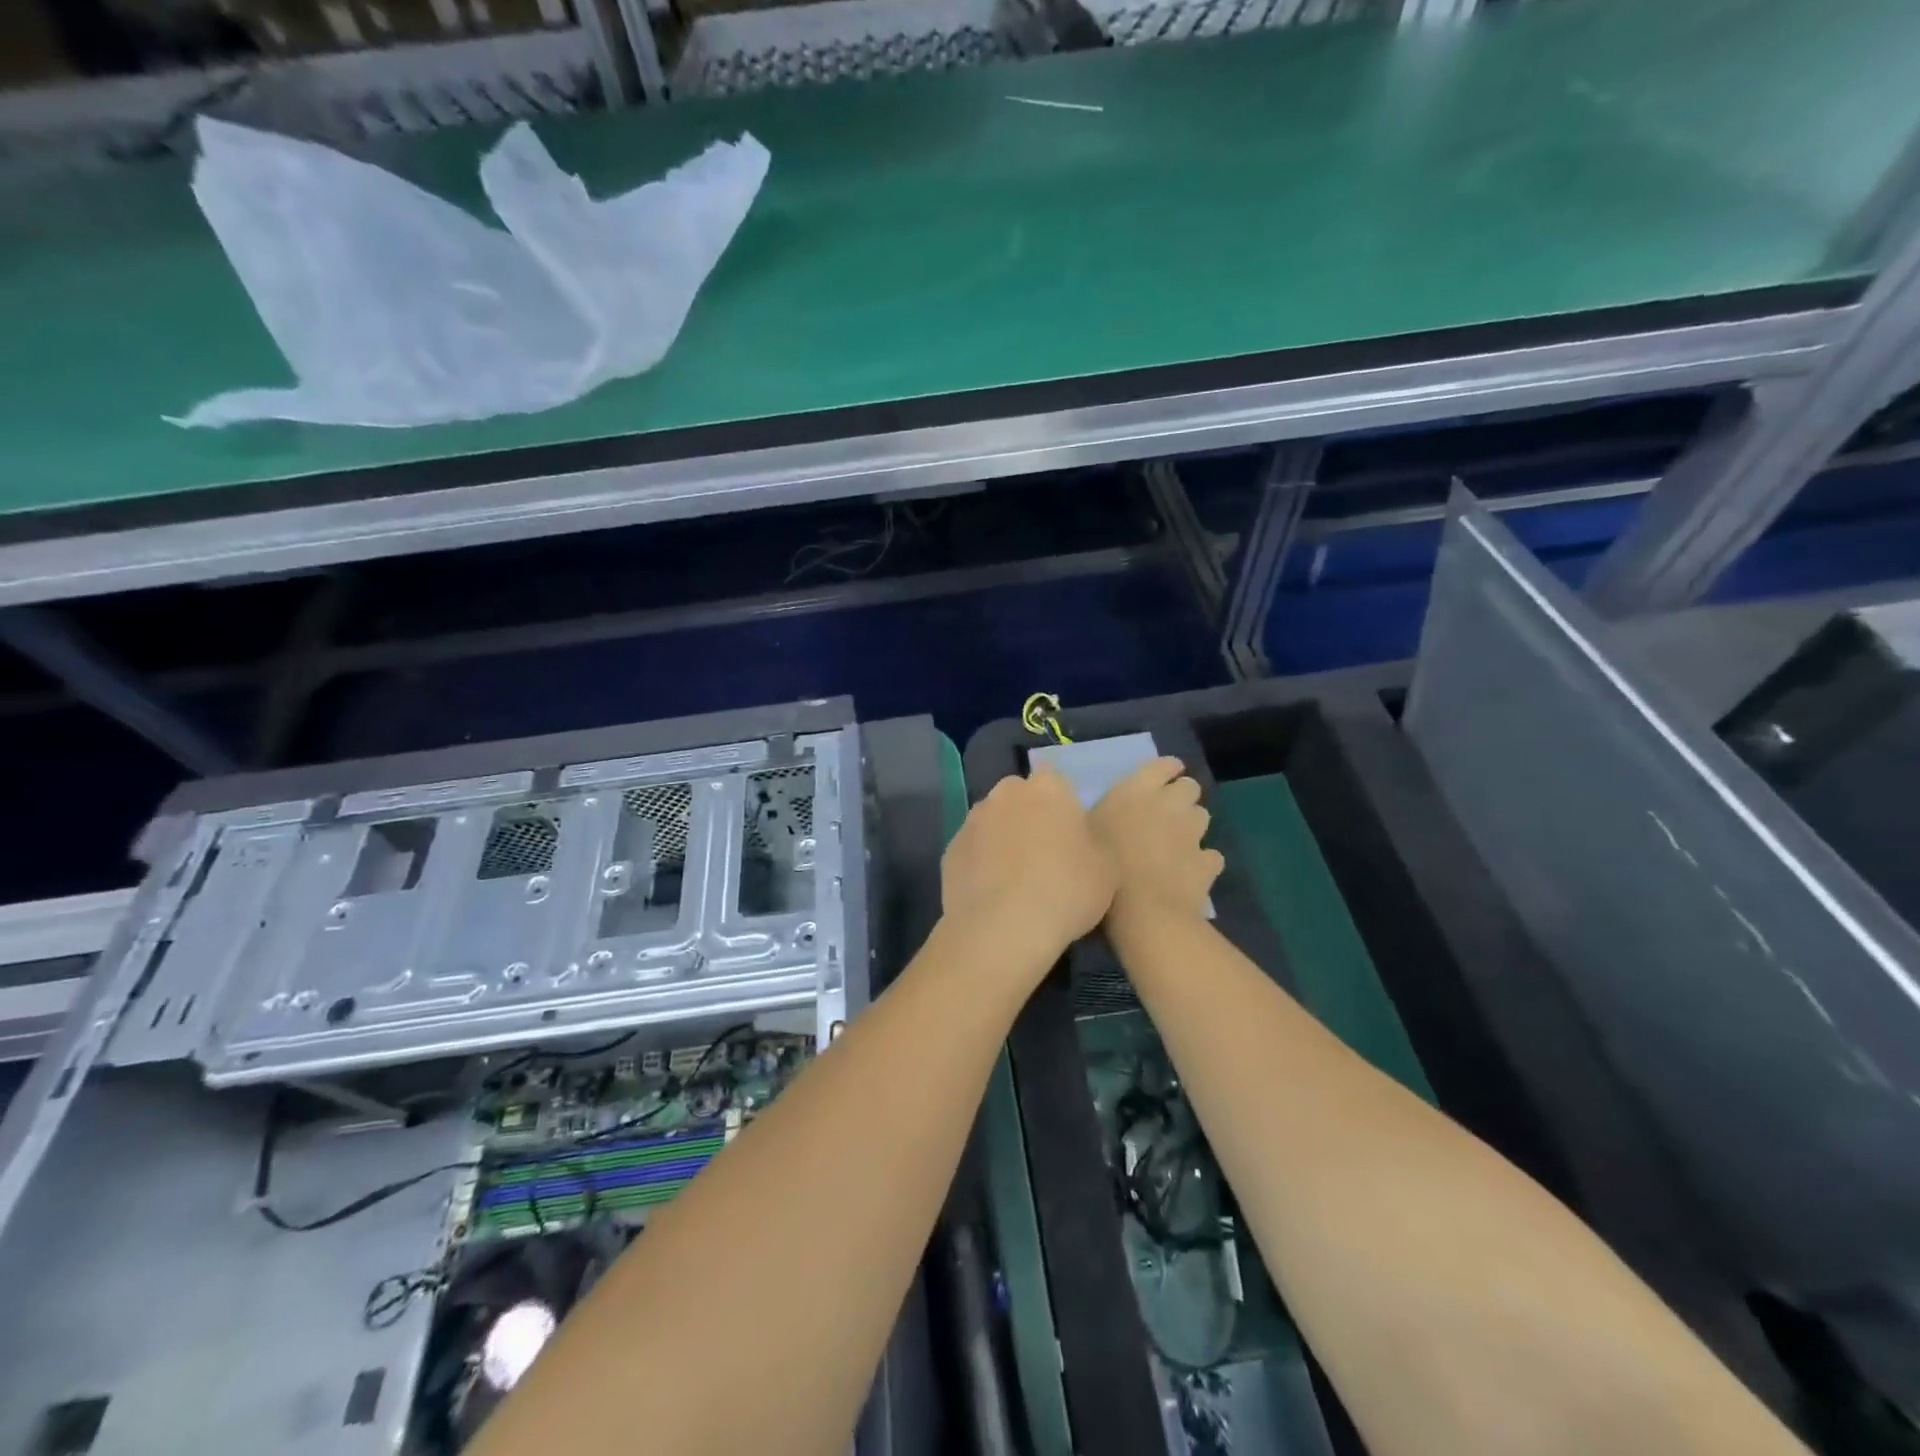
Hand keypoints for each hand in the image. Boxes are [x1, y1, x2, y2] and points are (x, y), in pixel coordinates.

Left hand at [941, 768, 1115, 978]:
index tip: (1069, 834)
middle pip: (1019, 798)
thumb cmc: (1066, 891)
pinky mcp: (950, 850)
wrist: (1002, 928)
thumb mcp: (1107, 869)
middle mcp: (1005, 794)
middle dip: (1028, 817)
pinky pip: (972, 851)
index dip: (1061, 806)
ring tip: (1016, 881)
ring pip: (992, 823)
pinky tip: (992, 895)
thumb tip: (1078, 838)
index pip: (1055, 781)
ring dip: (1002, 840)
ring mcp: (972, 820)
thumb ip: (1092, 841)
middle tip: (1044, 855)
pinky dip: (980, 865)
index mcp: (1047, 788)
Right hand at [1088, 757, 1222, 932]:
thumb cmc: (1103, 867)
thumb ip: (1103, 815)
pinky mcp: (1208, 862)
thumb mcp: (1086, 833)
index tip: (1160, 779)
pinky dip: (1201, 861)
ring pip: (1202, 816)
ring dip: (1191, 825)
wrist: (1142, 912)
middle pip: (1189, 787)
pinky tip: (1188, 872)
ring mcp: (1193, 833)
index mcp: (1136, 790)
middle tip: (1164, 813)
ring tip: (1175, 842)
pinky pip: (1210, 855)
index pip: (1163, 764)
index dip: (1165, 770)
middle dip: (1181, 796)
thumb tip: (1107, 812)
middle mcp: (1169, 804)